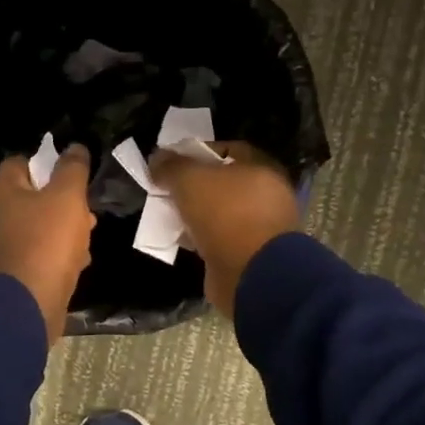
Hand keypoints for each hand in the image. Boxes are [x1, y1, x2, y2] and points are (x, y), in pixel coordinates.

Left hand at [0, 145, 94, 343]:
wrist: (24, 308)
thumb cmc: (45, 243)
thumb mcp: (67, 198)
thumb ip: (72, 170)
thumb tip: (75, 147)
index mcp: (2, 192)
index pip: (20, 162)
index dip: (47, 162)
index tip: (72, 173)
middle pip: (30, 198)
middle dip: (60, 202)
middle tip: (86, 211)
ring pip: (36, 229)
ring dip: (62, 232)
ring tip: (87, 239)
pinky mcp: (9, 277)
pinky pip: (36, 257)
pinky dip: (55, 257)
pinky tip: (76, 265)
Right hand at [151, 141, 299, 315]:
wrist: (252, 274)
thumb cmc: (226, 214)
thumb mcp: (190, 180)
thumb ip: (171, 166)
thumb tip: (157, 159)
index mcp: (262, 167)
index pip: (227, 150)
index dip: (197, 152)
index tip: (171, 162)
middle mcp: (268, 194)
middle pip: (223, 183)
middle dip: (194, 186)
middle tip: (167, 190)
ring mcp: (261, 226)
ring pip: (221, 213)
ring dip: (196, 215)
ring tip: (169, 216)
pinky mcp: (251, 254)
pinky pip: (221, 239)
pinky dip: (202, 238)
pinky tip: (182, 240)